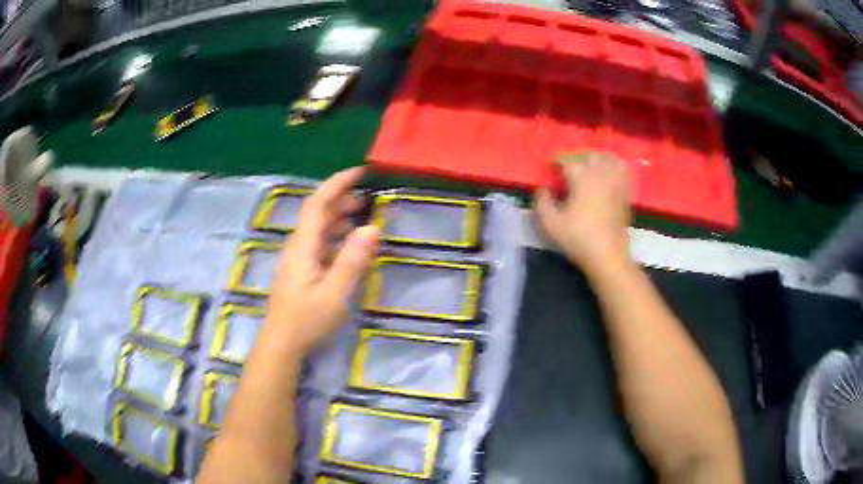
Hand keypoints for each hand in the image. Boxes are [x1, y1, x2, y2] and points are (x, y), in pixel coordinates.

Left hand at [264, 167, 378, 354]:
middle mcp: (297, 246)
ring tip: (362, 216)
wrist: (281, 344)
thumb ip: (352, 261)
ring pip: (317, 228)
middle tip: (368, 199)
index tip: (360, 172)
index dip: (337, 183)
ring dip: (338, 217)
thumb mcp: (335, 294)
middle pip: (317, 212)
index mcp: (303, 246)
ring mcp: (296, 258)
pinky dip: (334, 235)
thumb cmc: (306, 320)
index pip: (318, 203)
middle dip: (341, 199)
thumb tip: (372, 228)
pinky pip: (317, 242)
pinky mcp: (299, 270)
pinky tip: (347, 244)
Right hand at [534, 152, 631, 274]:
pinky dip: (614, 168)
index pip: (567, 161)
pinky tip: (607, 175)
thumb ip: (542, 202)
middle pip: (590, 155)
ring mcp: (616, 183)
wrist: (608, 256)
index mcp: (582, 177)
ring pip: (609, 159)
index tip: (550, 166)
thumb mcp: (550, 223)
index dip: (556, 161)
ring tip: (589, 166)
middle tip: (568, 166)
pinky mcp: (625, 194)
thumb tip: (542, 189)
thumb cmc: (578, 238)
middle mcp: (601, 174)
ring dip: (598, 159)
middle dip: (577, 157)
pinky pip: (622, 171)